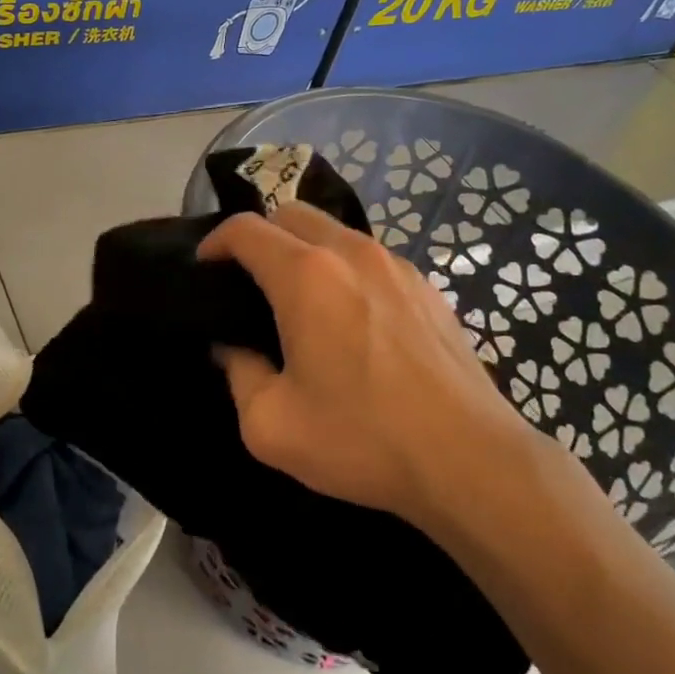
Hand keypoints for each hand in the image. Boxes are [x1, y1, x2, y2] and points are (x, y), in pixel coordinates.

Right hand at [199, 204, 532, 528]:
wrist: (469, 460)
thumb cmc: (363, 440)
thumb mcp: (271, 424)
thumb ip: (238, 373)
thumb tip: (234, 347)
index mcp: (305, 276)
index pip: (246, 229)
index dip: (215, 241)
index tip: (205, 269)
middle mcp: (350, 253)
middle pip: (290, 213)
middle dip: (260, 236)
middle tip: (248, 282)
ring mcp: (395, 264)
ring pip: (334, 231)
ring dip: (304, 249)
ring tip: (300, 300)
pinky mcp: (427, 285)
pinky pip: (370, 256)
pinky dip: (344, 268)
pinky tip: (351, 318)